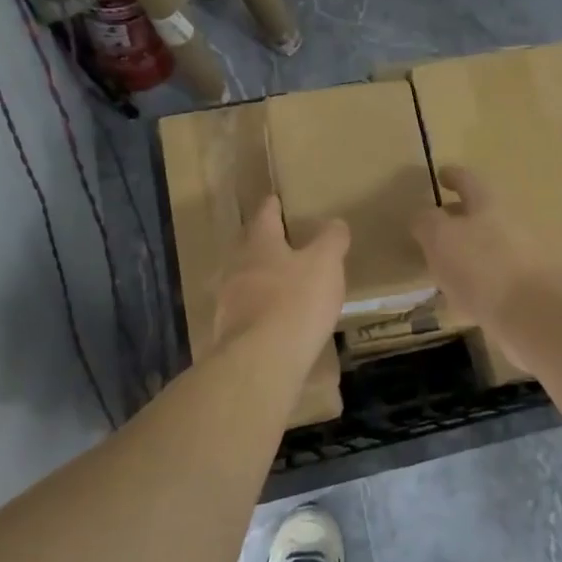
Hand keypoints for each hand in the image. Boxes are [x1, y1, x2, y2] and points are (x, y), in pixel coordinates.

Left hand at [213, 195, 348, 350]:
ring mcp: (227, 300)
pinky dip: (259, 309)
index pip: (265, 214)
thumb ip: (331, 240)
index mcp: (259, 243)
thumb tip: (335, 223)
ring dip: (260, 277)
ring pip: (244, 279)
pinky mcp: (228, 332)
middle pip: (249, 246)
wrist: (260, 361)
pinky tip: (274, 319)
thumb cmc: (295, 301)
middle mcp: (236, 266)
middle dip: (264, 242)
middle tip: (284, 241)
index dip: (274, 206)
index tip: (277, 200)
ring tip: (282, 282)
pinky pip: (245, 311)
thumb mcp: (325, 264)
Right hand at [411, 167, 561, 328]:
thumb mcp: (440, 238)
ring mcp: (523, 258)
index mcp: (489, 204)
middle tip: (433, 228)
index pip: (467, 180)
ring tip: (440, 267)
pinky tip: (460, 300)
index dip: (452, 176)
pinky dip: (476, 284)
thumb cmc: (483, 267)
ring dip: (466, 254)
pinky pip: (494, 280)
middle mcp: (510, 224)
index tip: (440, 175)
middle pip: (480, 214)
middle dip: (457, 218)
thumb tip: (422, 215)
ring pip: (487, 248)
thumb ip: (426, 222)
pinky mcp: (527, 291)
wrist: (538, 317)